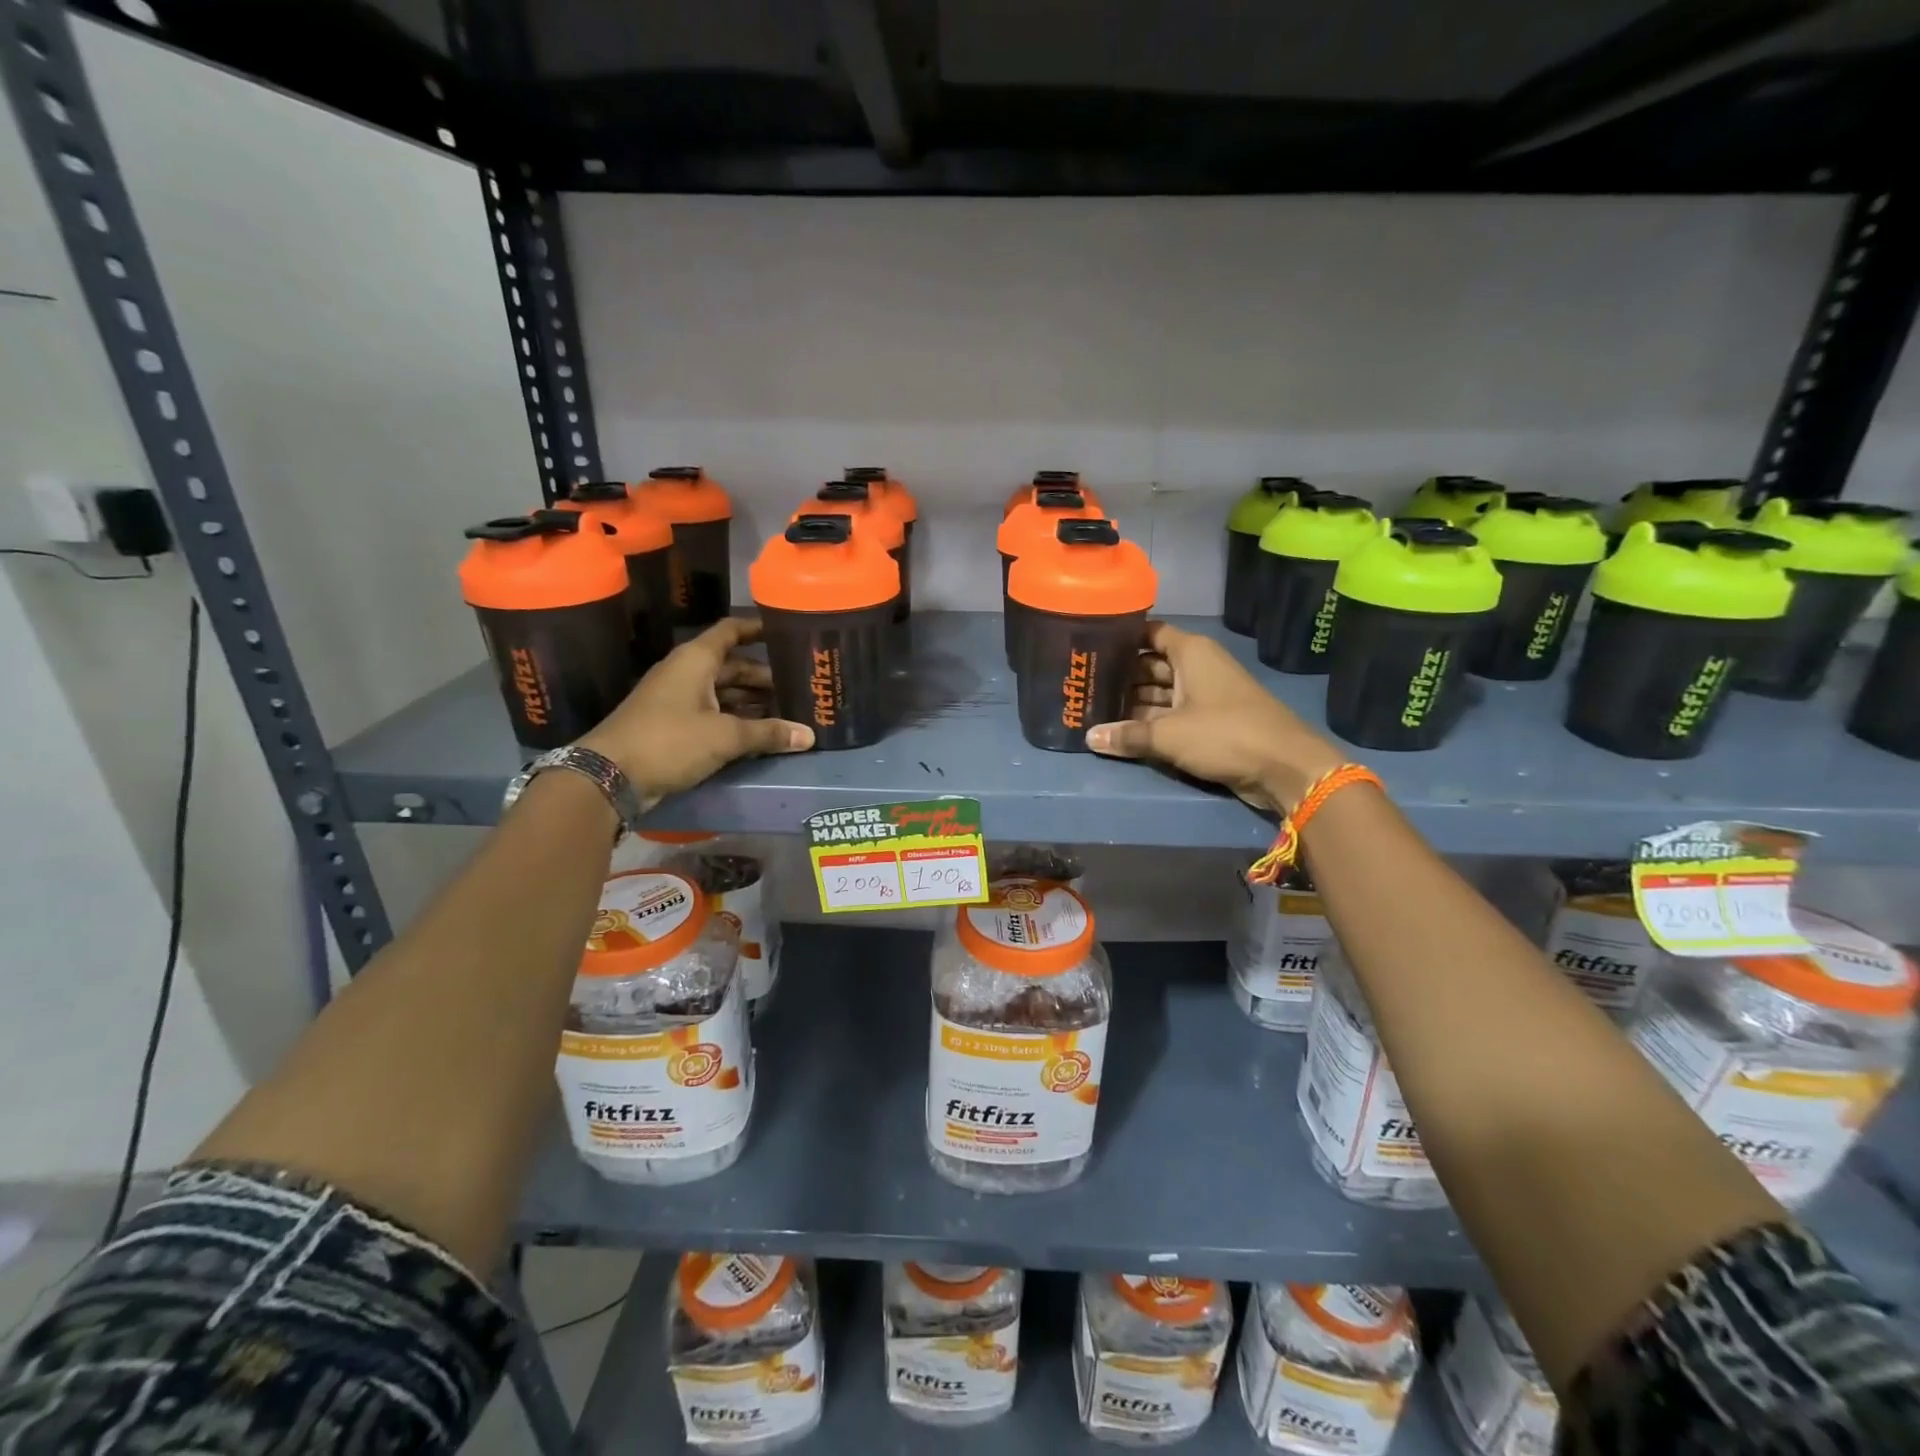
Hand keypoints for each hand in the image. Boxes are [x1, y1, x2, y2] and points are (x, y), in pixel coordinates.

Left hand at [579, 618, 813, 804]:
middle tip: (798, 686)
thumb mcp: (725, 736)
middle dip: (764, 676)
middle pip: (732, 666)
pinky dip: (736, 720)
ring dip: (752, 701)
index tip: (786, 631)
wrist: (610, 775)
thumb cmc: (669, 740)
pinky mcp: (674, 726)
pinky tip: (760, 733)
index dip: (758, 629)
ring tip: (787, 711)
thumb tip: (809, 736)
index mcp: (696, 661)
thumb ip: (768, 733)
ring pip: (723, 693)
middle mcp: (687, 673)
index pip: (731, 631)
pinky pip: (713, 714)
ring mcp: (678, 700)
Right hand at [1085, 621, 1345, 812]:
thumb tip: (1089, 738)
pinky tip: (1120, 731)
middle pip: (1151, 665)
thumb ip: (1127, 735)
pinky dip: (1149, 721)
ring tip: (1093, 709)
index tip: (1089, 646)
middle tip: (1082, 685)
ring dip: (1132, 703)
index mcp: (1191, 652)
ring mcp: (1205, 695)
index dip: (1121, 638)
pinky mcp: (1209, 722)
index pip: (1150, 633)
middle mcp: (1197, 667)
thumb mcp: (1168, 735)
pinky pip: (1171, 715)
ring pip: (1160, 693)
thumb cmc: (1224, 734)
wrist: (1284, 767)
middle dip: (1120, 676)